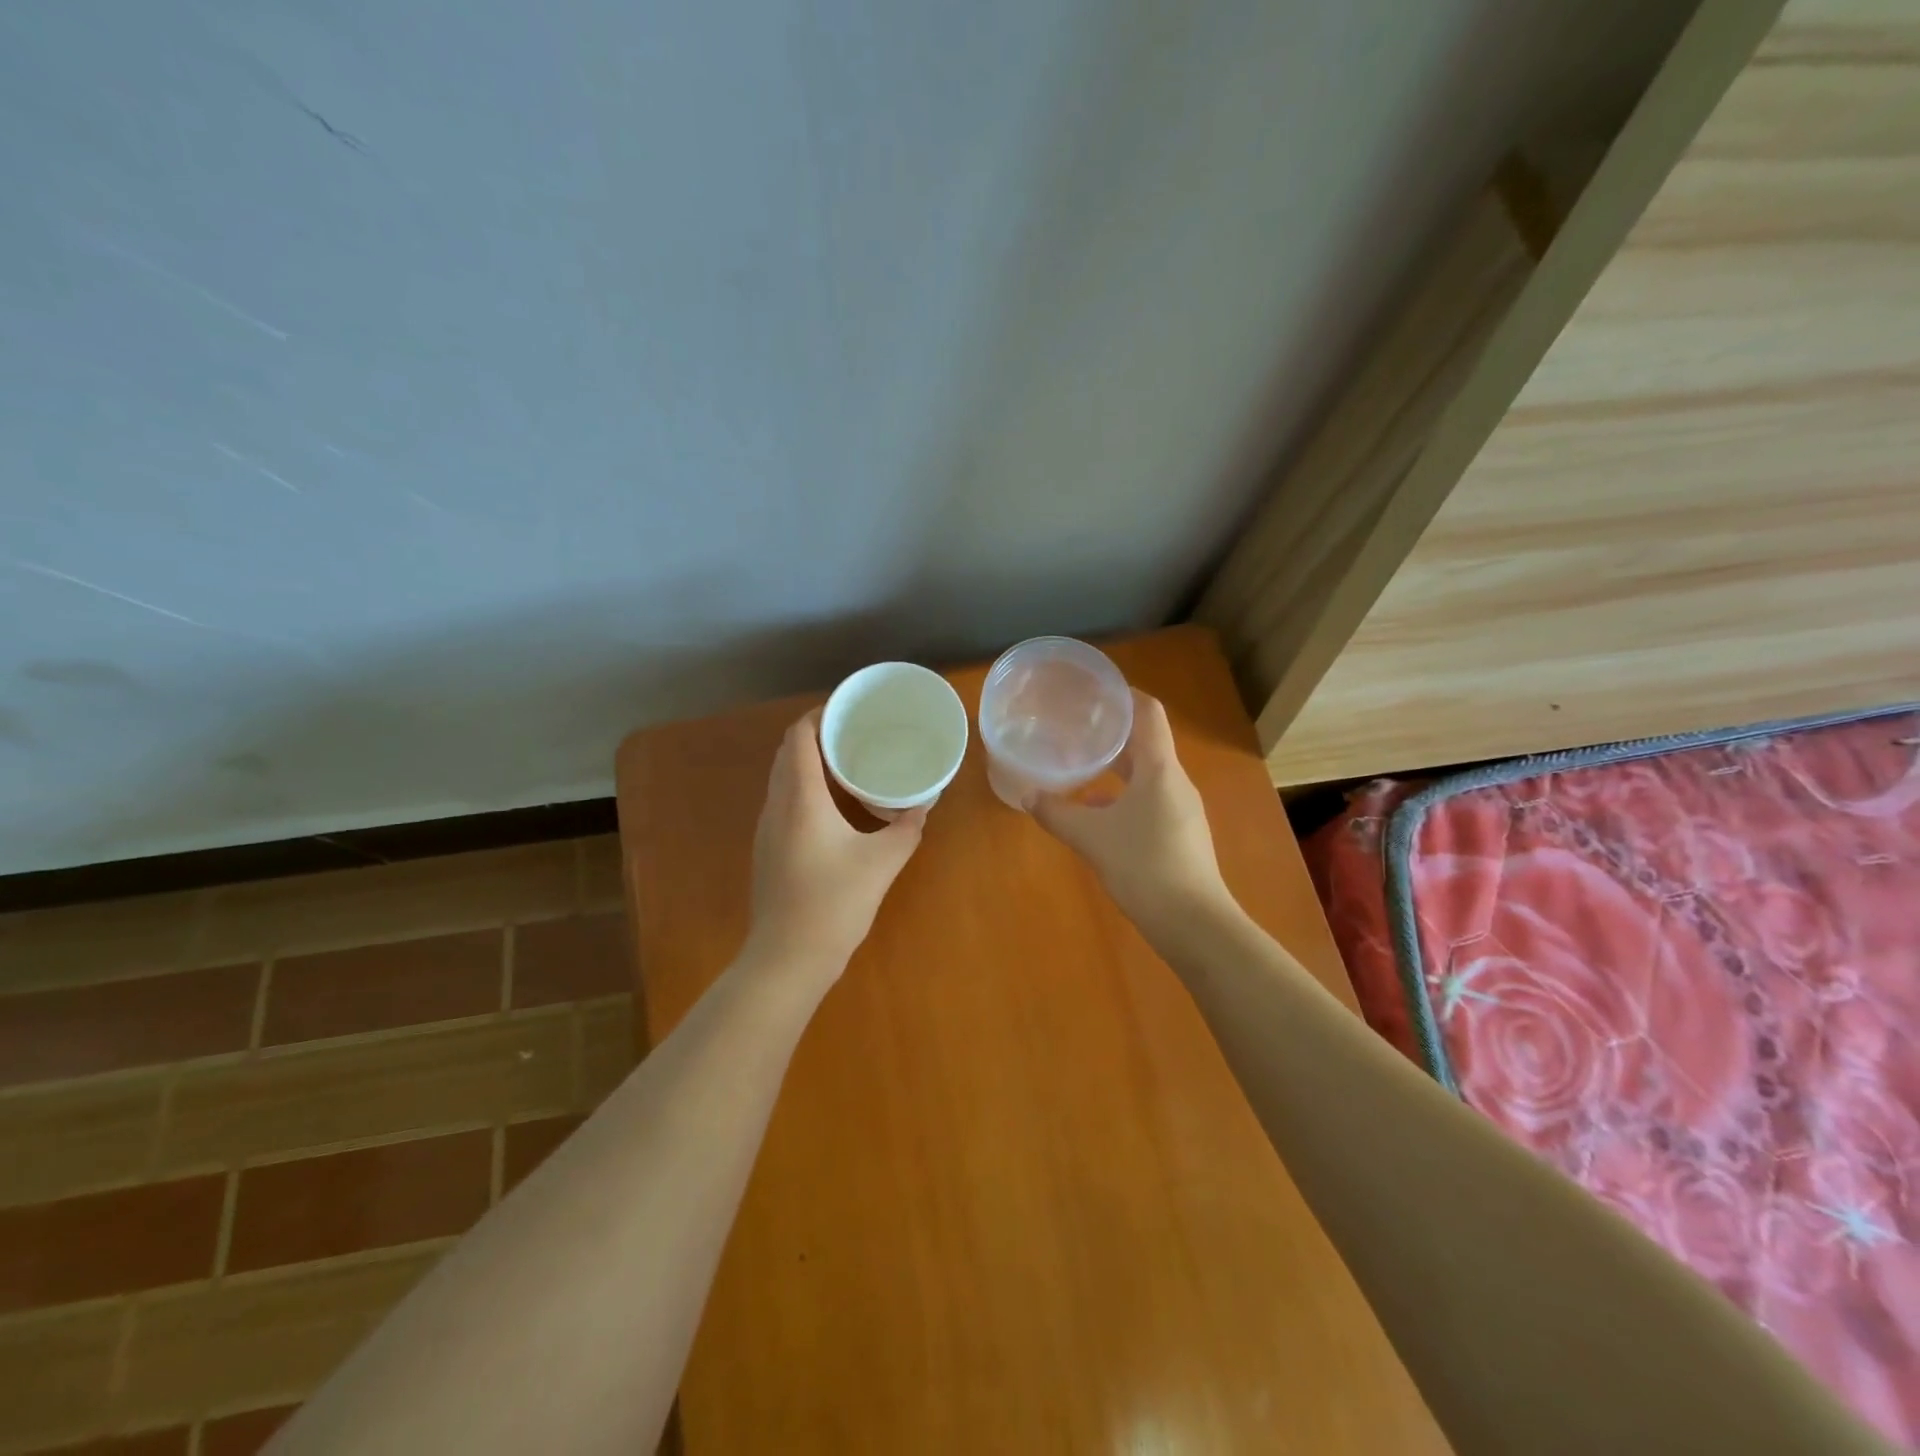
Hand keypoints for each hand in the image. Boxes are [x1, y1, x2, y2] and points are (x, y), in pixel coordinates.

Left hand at [743, 710, 926, 978]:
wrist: (787, 959)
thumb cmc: (834, 904)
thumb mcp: (882, 863)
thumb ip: (906, 829)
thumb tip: (920, 808)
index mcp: (801, 799)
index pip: (799, 737)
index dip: (819, 716)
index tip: (849, 710)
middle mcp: (777, 806)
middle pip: (788, 753)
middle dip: (817, 736)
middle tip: (855, 734)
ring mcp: (767, 830)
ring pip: (783, 779)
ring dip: (809, 763)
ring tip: (847, 764)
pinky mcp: (768, 850)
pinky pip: (783, 802)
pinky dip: (804, 789)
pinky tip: (833, 807)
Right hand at [1032, 691, 1231, 934]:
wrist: (1193, 923)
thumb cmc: (1144, 866)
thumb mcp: (1092, 837)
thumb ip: (1057, 813)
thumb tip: (1027, 795)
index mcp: (1160, 769)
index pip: (1149, 714)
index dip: (1126, 696)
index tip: (1098, 690)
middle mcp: (1175, 782)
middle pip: (1147, 744)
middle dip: (1114, 734)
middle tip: (1078, 727)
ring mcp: (1182, 810)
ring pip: (1147, 776)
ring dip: (1117, 768)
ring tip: (1081, 767)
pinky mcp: (1180, 835)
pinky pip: (1150, 801)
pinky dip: (1124, 797)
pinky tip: (1097, 814)